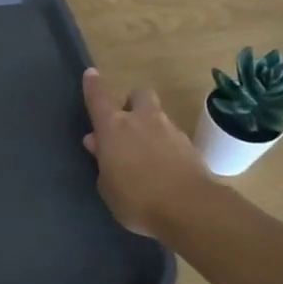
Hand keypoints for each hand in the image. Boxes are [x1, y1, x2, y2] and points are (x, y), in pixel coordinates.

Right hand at [81, 68, 213, 239]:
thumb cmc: (136, 199)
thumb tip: (98, 142)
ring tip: (144, 156)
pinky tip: (163, 170)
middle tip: (126, 124)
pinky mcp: (191, 147)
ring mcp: (170, 131)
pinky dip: (166, 147)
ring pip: (157, 117)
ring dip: (150, 128)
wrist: (189, 209)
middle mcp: (142, 121)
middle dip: (131, 103)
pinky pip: (173, 139)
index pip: (98, 98)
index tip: (91, 74)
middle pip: (138, 95)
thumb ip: (102, 161)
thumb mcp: (107, 186)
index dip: (93, 86)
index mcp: (114, 127)